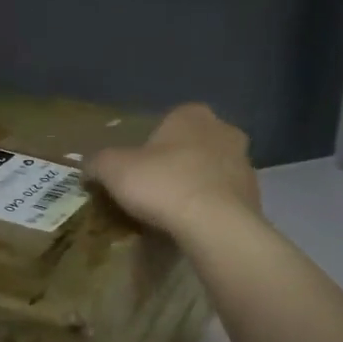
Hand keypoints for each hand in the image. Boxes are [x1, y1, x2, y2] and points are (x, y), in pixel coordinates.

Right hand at [88, 103, 261, 238]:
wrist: (214, 225)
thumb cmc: (162, 183)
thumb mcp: (113, 169)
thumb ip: (98, 162)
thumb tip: (87, 166)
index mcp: (192, 114)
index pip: (167, 122)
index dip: (149, 146)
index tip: (136, 169)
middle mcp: (224, 131)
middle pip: (192, 146)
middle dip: (176, 163)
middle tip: (153, 190)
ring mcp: (245, 164)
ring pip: (212, 172)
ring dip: (196, 186)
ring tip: (172, 213)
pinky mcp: (255, 197)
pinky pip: (224, 199)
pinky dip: (210, 209)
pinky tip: (193, 227)